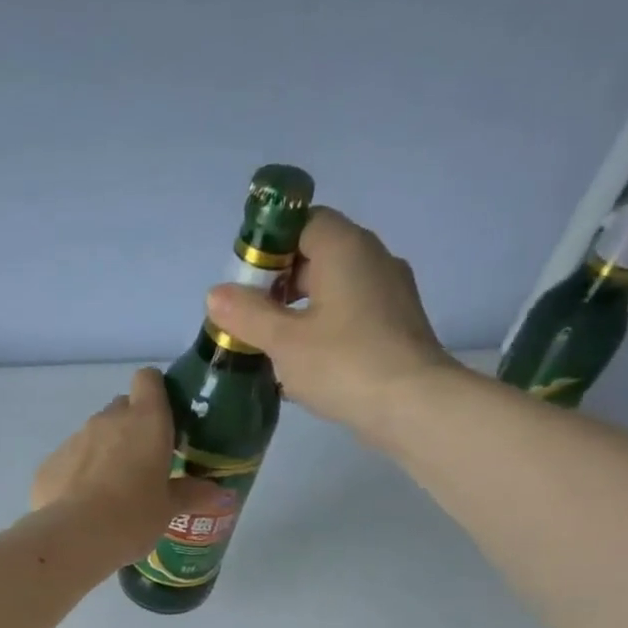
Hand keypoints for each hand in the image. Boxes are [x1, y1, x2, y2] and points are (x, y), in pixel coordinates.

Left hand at [31, 367, 194, 565]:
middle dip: (131, 428)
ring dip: (103, 453)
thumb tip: (221, 492)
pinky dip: (77, 475)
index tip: (163, 418)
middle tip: (142, 464)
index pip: (148, 379)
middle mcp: (108, 420)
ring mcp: (74, 439)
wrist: (74, 538)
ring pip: (93, 435)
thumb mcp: (168, 509)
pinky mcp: (49, 463)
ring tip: (110, 492)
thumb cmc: (133, 517)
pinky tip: (82, 506)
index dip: (155, 393)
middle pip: (121, 408)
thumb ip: (191, 494)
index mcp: (146, 421)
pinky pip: (69, 461)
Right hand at [205, 206, 461, 444]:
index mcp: (345, 248)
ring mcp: (389, 293)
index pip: (304, 222)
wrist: (412, 405)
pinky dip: (324, 332)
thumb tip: (216, 294)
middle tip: (251, 320)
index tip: (247, 283)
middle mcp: (373, 259)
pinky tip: (305, 367)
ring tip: (273, 348)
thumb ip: (247, 315)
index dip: (270, 246)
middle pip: (318, 256)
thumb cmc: (343, 363)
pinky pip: (350, 317)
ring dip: (301, 313)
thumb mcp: (283, 342)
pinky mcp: (395, 327)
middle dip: (280, 285)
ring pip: (334, 290)